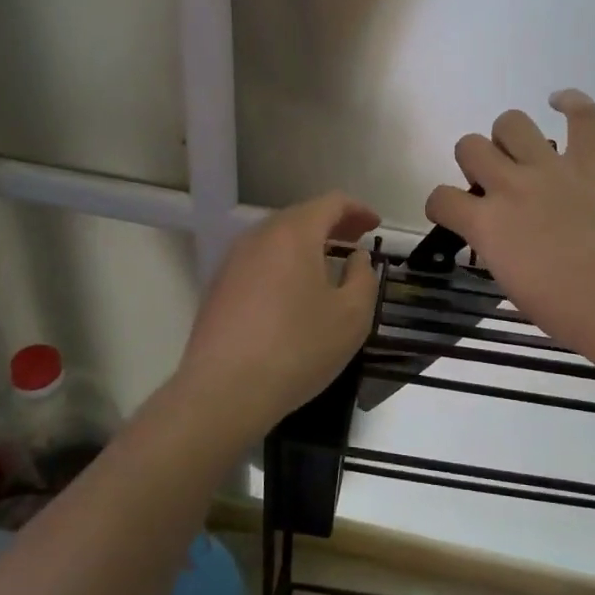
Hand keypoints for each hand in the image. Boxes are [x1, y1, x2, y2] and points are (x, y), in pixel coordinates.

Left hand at [176, 192, 380, 439]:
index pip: (331, 203)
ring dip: (306, 245)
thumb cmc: (298, 348)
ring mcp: (233, 261)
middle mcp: (259, 237)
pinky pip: (259, 261)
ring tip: (328, 265)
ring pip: (276, 239)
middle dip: (332, 225)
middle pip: (300, 217)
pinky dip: (284, 263)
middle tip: (356, 242)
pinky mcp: (218, 287)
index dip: (358, 210)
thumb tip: (357, 258)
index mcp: (294, 233)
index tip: (375, 225)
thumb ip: (363, 277)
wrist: (224, 391)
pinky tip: (293, 292)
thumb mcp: (352, 316)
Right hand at [425, 91, 594, 374]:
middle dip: (474, 163)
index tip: (455, 214)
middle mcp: (511, 187)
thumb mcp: (511, 284)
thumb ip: (496, 247)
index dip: (441, 205)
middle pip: (469, 146)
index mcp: (487, 225)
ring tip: (522, 155)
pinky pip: (582, 115)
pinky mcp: (594, 162)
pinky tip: (560, 104)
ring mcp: (553, 169)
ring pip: (511, 122)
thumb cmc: (567, 312)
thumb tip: (498, 233)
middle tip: (495, 184)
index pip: (440, 198)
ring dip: (508, 137)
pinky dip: (571, 103)